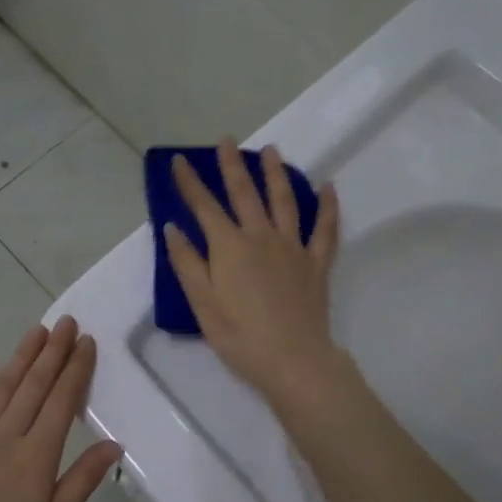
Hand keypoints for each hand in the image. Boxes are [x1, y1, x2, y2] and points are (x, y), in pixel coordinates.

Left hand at [0, 316, 122, 501]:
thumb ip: (83, 480)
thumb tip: (114, 445)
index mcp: (36, 455)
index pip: (62, 401)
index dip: (76, 369)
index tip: (87, 342)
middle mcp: (6, 435)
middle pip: (34, 385)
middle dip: (53, 351)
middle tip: (67, 322)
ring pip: (2, 386)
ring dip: (21, 355)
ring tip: (37, 330)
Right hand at [164, 140, 343, 405]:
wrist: (293, 360)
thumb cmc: (240, 336)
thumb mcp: (202, 303)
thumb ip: (187, 262)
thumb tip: (173, 227)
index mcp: (229, 246)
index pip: (204, 206)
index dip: (189, 182)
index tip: (179, 161)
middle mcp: (261, 236)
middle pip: (245, 193)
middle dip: (232, 165)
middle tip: (227, 141)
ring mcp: (292, 247)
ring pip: (284, 200)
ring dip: (276, 173)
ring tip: (271, 151)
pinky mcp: (316, 263)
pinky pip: (325, 229)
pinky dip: (327, 206)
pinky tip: (328, 188)